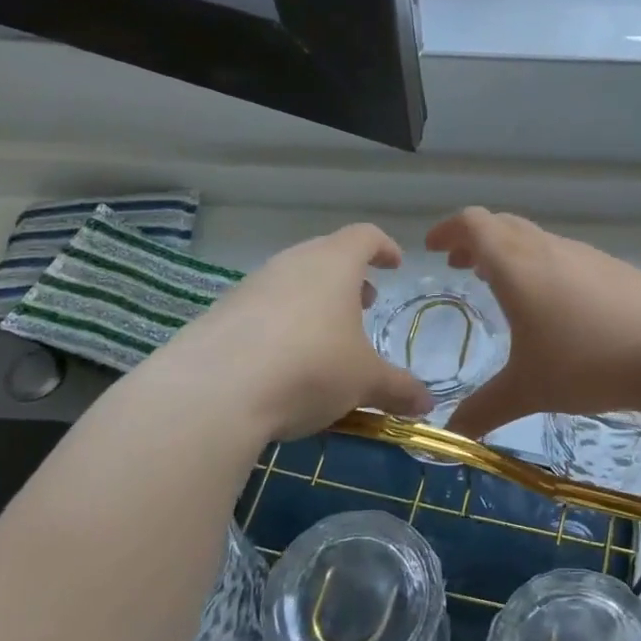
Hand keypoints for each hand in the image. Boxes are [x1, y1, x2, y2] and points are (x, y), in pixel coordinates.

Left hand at [145, 224, 433, 440]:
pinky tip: (283, 359)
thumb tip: (426, 404)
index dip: (384, 247)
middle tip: (363, 303)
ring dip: (313, 299)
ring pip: (291, 280)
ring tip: (325, 335)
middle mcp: (291, 263)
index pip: (364, 236)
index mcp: (333, 264)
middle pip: (325, 254)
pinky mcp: (221, 312)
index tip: (395, 265)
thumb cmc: (310, 367)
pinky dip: (281, 322)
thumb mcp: (364, 382)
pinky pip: (262, 307)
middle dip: (348, 277)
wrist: (214, 391)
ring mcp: (251, 285)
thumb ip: (398, 389)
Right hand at [425, 208, 640, 438]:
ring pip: (536, 239)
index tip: (434, 248)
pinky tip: (555, 305)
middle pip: (503, 224)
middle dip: (476, 240)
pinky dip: (543, 265)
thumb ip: (485, 410)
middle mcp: (548, 249)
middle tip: (463, 267)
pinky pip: (565, 255)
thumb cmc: (587, 361)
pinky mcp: (614, 269)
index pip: (474, 224)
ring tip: (504, 286)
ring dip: (511, 252)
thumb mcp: (529, 390)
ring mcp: (586, 255)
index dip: (449, 229)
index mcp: (517, 265)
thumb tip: (451, 435)